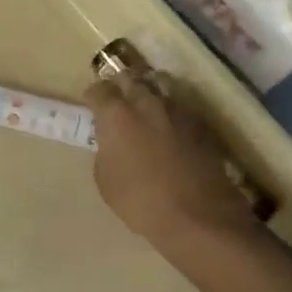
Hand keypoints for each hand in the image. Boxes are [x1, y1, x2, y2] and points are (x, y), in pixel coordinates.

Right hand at [85, 72, 258, 248]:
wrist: (198, 214)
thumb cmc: (141, 201)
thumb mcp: (105, 180)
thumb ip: (106, 150)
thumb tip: (112, 142)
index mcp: (117, 114)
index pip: (99, 89)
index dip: (93, 95)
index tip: (91, 104)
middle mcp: (146, 101)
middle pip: (129, 77)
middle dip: (120, 84)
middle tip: (116, 97)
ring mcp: (176, 108)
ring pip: (159, 82)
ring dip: (148, 88)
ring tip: (145, 101)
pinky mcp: (200, 121)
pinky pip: (180, 102)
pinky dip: (170, 106)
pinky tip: (169, 122)